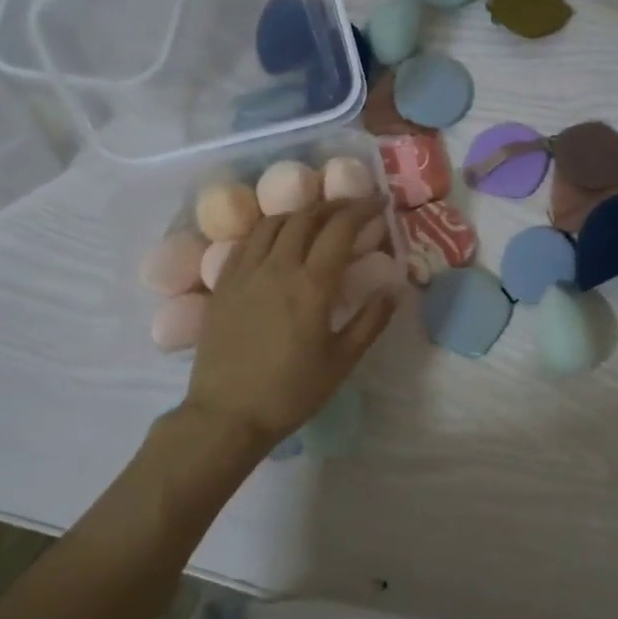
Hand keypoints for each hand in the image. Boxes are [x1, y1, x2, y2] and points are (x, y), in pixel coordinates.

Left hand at [184, 198, 396, 452]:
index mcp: (311, 285)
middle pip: (306, 216)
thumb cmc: (291, 392)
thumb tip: (394, 288)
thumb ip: (371, 321)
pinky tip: (276, 238)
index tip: (379, 203)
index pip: (340, 229)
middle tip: (352, 208)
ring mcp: (245, 272)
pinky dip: (268, 229)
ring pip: (273, 223)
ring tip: (316, 218)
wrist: (227, 415)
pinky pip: (246, 241)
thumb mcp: (342, 361)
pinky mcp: (223, 284)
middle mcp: (277, 267)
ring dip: (300, 212)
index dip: (362, 209)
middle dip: (333, 205)